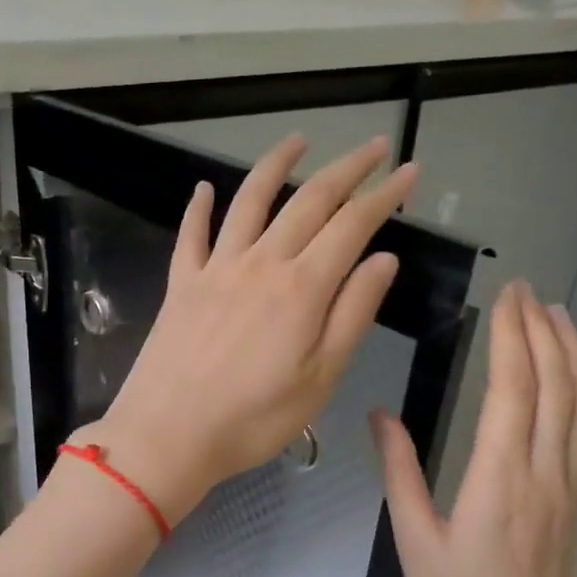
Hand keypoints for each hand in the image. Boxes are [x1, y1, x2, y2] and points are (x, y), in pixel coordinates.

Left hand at [83, 133, 416, 522]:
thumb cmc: (253, 419)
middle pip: (308, 202)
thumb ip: (352, 313)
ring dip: (276, 165)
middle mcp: (260, 263)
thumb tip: (383, 259)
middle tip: (374, 147)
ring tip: (298, 141)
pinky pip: (191, 234)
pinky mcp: (180, 284)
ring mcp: (215, 269)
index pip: (352, 225)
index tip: (409, 172)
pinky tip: (205, 188)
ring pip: (249, 202)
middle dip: (346, 169)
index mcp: (302, 288)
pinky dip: (199, 207)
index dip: (384, 195)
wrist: (167, 435)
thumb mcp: (320, 377)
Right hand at [371, 281, 576, 576]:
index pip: (513, 390)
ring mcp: (568, 487)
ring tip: (558, 314)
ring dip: (573, 353)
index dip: (513, 338)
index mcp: (499, 481)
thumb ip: (400, 471)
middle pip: (555, 386)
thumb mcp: (413, 539)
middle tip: (527, 289)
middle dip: (543, 330)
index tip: (506, 298)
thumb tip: (380, 415)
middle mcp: (544, 474)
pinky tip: (576, 374)